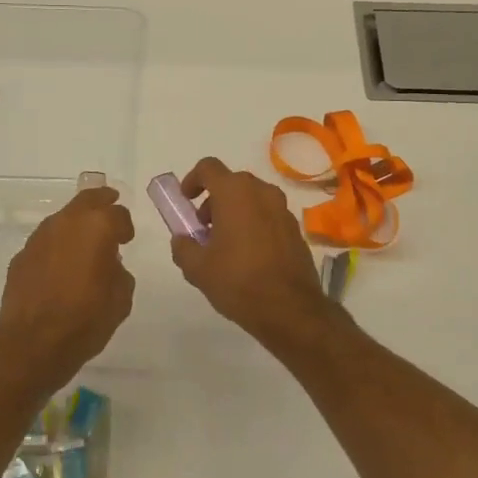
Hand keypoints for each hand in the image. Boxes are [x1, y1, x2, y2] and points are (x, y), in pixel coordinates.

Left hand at [0, 186, 135, 377]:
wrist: (34, 343)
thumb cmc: (87, 319)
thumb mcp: (121, 297)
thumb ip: (119, 271)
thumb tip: (109, 264)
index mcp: (97, 227)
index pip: (117, 213)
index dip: (125, 226)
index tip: (126, 239)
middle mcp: (66, 223)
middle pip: (87, 200)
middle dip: (101, 201)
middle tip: (109, 204)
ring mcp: (39, 237)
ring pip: (62, 220)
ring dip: (75, 226)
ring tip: (83, 244)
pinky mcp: (21, 256)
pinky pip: (45, 243)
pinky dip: (56, 248)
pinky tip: (59, 268)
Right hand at [170, 158, 334, 347]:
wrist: (290, 309)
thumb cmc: (238, 281)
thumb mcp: (197, 268)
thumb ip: (183, 247)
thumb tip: (182, 239)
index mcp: (235, 193)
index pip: (208, 167)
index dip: (192, 180)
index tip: (185, 200)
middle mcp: (262, 192)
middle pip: (231, 183)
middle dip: (213, 200)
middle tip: (203, 228)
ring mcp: (282, 210)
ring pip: (252, 199)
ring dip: (234, 212)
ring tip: (224, 245)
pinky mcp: (295, 229)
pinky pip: (268, 216)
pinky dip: (254, 224)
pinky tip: (247, 256)